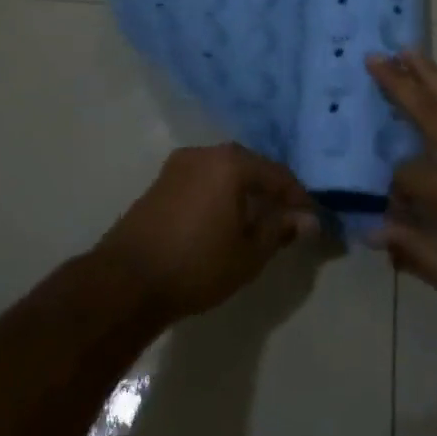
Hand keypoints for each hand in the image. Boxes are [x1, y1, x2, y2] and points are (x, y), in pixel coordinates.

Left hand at [94, 144, 318, 323]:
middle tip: (286, 220)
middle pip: (250, 168)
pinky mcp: (159, 184)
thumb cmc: (197, 265)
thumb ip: (281, 229)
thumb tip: (308, 219)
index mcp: (231, 162)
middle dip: (270, 193)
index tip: (311, 221)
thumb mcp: (249, 253)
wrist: (125, 282)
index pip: (278, 174)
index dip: (298, 198)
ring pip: (224, 175)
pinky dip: (219, 197)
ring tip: (257, 224)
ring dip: (243, 194)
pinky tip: (224, 222)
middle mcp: (204, 153)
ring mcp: (177, 166)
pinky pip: (202, 183)